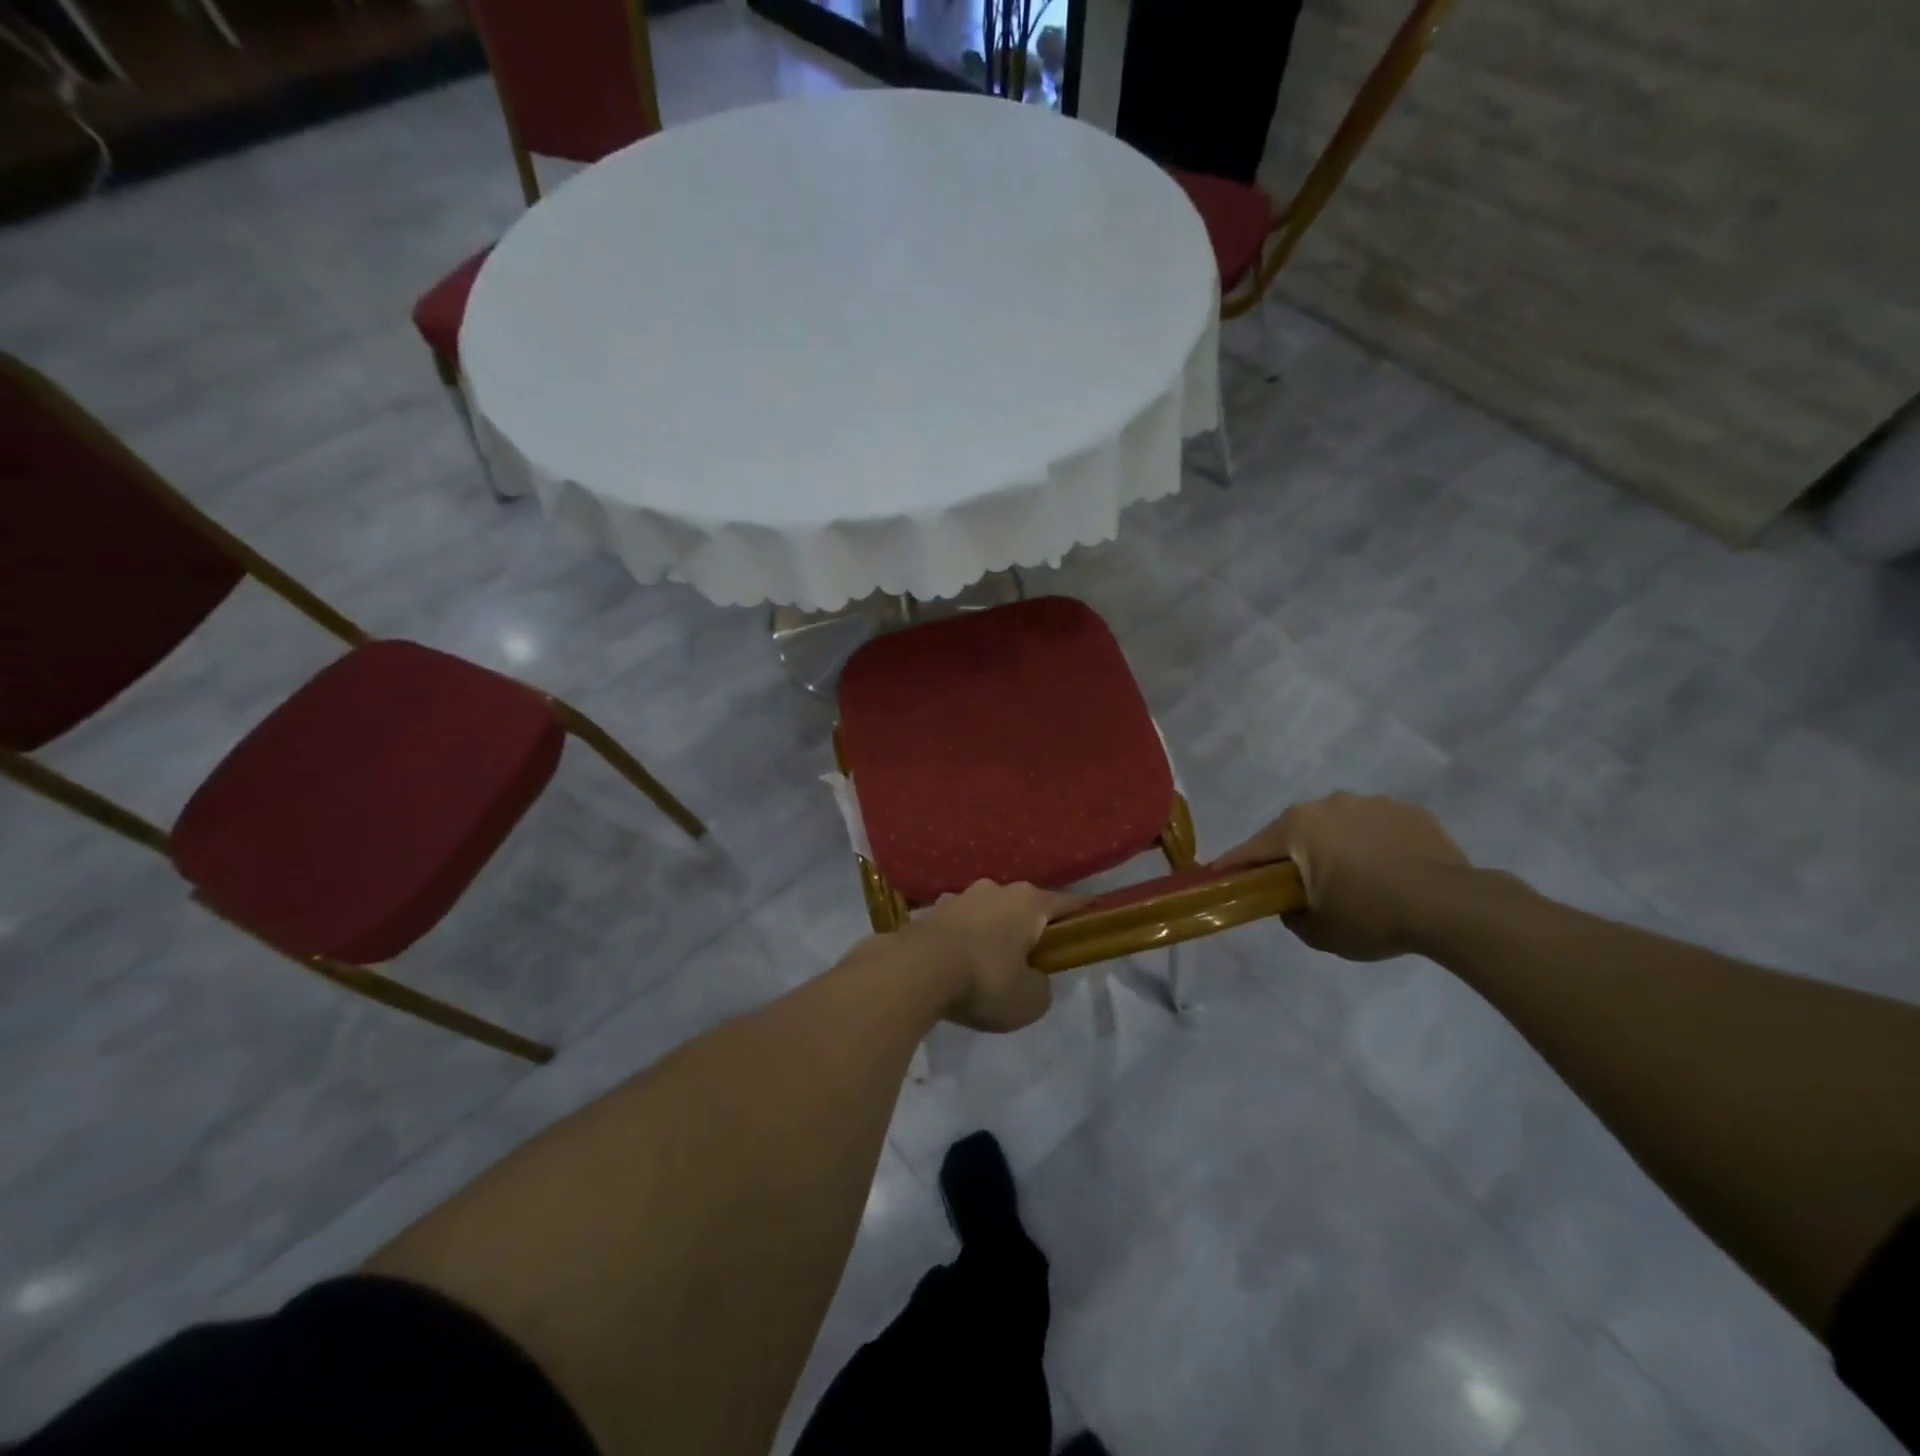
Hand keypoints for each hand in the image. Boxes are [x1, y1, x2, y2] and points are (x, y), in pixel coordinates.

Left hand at [902, 880, 1076, 1031]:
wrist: (915, 970)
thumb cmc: (984, 981)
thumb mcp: (1030, 1000)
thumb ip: (1041, 986)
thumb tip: (1032, 977)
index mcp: (1028, 902)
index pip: (1066, 903)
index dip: (1082, 912)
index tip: (1092, 916)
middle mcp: (995, 889)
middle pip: (1023, 906)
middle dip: (1028, 926)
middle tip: (1032, 956)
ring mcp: (960, 896)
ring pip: (987, 912)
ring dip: (992, 931)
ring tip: (988, 962)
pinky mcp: (931, 910)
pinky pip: (959, 924)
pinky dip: (963, 939)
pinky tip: (957, 963)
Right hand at [1210, 793, 1471, 960]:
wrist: (1451, 907)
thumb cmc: (1369, 915)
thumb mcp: (1316, 931)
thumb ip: (1290, 914)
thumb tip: (1292, 903)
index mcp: (1296, 827)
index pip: (1252, 850)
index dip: (1234, 867)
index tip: (1220, 878)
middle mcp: (1328, 804)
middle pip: (1297, 833)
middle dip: (1295, 857)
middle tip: (1306, 889)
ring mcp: (1372, 803)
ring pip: (1341, 827)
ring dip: (1339, 848)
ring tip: (1361, 883)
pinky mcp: (1410, 811)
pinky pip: (1379, 829)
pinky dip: (1377, 846)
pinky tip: (1394, 874)